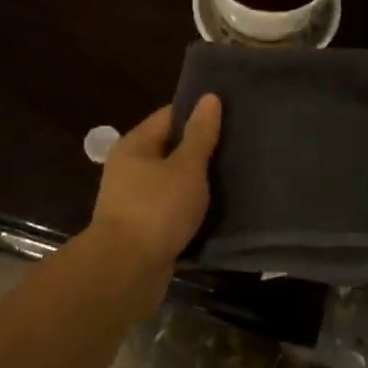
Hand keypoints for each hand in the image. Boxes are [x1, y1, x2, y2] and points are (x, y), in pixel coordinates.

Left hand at [90, 97, 221, 270]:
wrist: (127, 270)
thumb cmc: (157, 209)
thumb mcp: (186, 167)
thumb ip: (200, 135)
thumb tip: (209, 97)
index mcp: (135, 145)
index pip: (170, 116)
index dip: (199, 113)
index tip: (231, 115)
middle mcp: (130, 168)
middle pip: (171, 149)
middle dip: (202, 150)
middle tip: (239, 147)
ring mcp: (134, 200)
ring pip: (173, 182)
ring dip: (198, 183)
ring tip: (235, 178)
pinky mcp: (144, 228)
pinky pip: (172, 210)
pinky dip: (191, 209)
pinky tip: (217, 210)